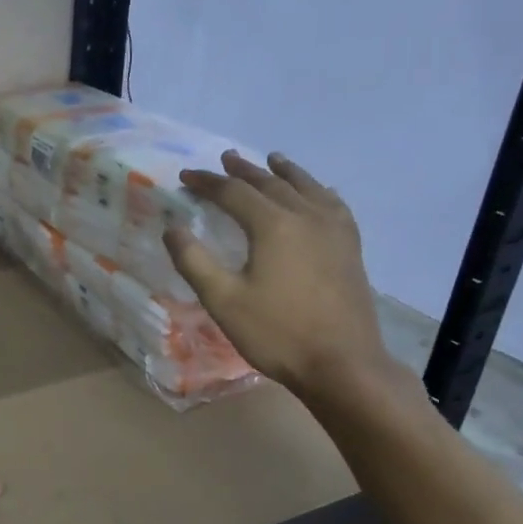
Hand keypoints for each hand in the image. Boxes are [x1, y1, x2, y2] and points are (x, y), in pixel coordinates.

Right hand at [165, 151, 395, 403]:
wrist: (341, 363)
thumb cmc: (276, 333)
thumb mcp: (223, 300)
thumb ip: (194, 261)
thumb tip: (172, 228)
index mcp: (273, 225)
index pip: (234, 192)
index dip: (207, 183)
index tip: (186, 177)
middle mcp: (306, 216)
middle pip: (271, 183)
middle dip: (244, 171)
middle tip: (225, 159)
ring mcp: (334, 230)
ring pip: (306, 188)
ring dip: (284, 172)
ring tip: (272, 160)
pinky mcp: (350, 247)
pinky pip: (333, 205)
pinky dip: (317, 191)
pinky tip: (317, 194)